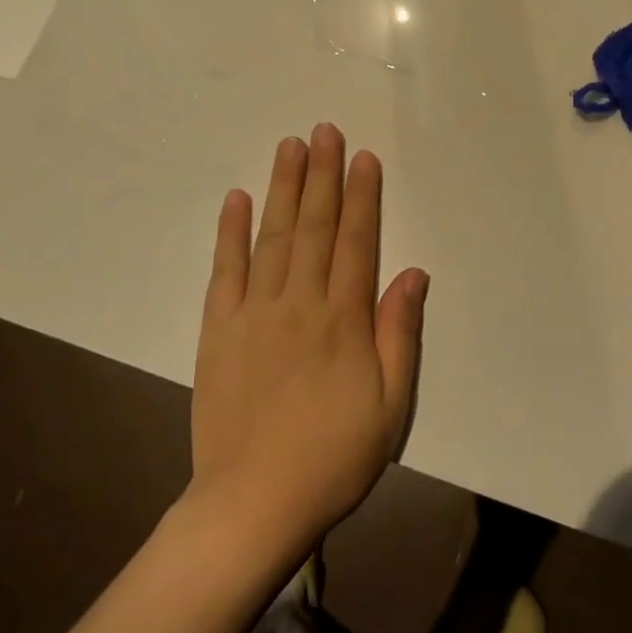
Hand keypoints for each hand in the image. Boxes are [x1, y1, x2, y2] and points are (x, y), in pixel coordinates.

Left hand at [190, 124, 428, 555]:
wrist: (253, 503)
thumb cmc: (334, 457)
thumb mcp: (390, 405)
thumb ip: (400, 333)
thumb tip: (412, 272)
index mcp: (343, 320)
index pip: (355, 241)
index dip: (361, 196)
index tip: (362, 157)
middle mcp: (299, 302)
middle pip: (313, 226)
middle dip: (321, 175)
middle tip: (324, 130)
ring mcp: (254, 312)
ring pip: (271, 236)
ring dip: (282, 188)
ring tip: (289, 146)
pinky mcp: (218, 329)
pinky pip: (224, 270)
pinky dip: (230, 232)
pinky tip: (236, 199)